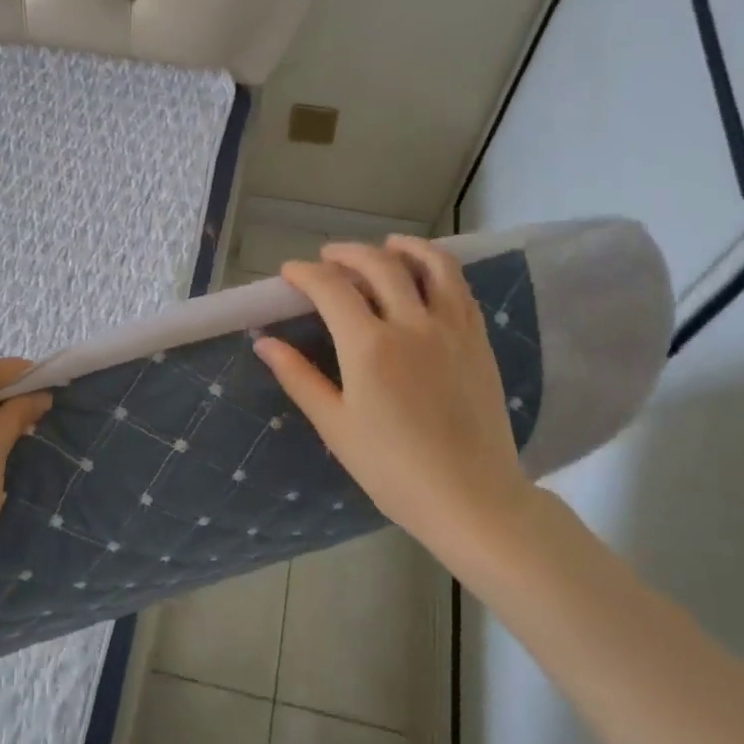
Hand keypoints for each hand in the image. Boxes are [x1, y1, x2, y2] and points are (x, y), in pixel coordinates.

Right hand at [253, 236, 540, 564]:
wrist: (471, 498)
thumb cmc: (393, 469)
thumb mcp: (336, 426)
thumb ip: (299, 377)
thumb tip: (264, 342)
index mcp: (370, 347)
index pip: (331, 288)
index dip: (305, 274)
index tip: (289, 273)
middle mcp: (412, 324)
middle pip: (378, 264)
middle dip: (346, 253)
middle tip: (327, 258)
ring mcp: (452, 328)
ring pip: (430, 264)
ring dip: (401, 247)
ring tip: (384, 246)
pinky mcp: (478, 340)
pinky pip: (459, 287)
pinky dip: (438, 268)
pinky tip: (426, 276)